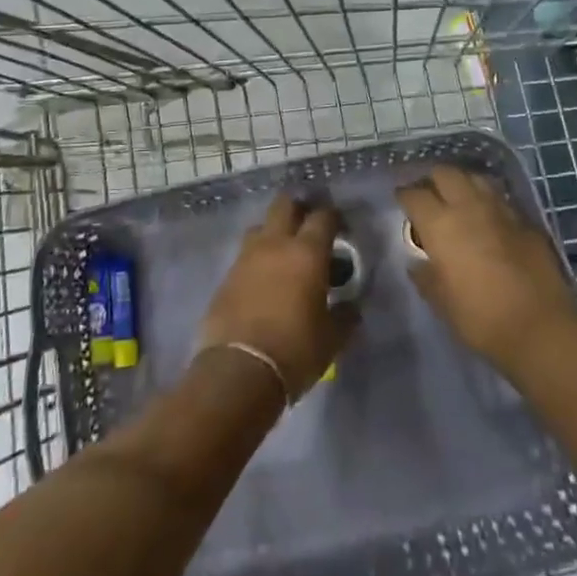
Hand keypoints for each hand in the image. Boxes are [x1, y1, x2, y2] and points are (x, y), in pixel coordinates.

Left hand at [196, 195, 356, 400]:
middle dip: (299, 208)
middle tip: (310, 227)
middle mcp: (275, 245)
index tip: (342, 228)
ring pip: (260, 227)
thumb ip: (345, 316)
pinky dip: (257, 260)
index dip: (334, 217)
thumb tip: (350, 307)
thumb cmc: (294, 350)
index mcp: (307, 253)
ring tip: (285, 255)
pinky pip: (244, 256)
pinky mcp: (226, 277)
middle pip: (284, 205)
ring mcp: (246, 258)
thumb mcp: (331, 338)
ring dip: (274, 233)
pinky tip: (264, 281)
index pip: (323, 217)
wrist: (238, 371)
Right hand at [397, 166, 576, 378]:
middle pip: (446, 173)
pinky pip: (500, 199)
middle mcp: (468, 206)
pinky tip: (487, 219)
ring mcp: (501, 210)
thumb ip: (425, 275)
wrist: (541, 326)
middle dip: (433, 180)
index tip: (401, 202)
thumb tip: (418, 262)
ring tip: (458, 200)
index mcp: (440, 224)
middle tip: (429, 196)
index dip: (404, 196)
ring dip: (462, 184)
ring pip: (476, 178)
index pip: (414, 195)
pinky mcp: (526, 220)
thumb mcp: (440, 301)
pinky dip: (487, 202)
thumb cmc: (480, 317)